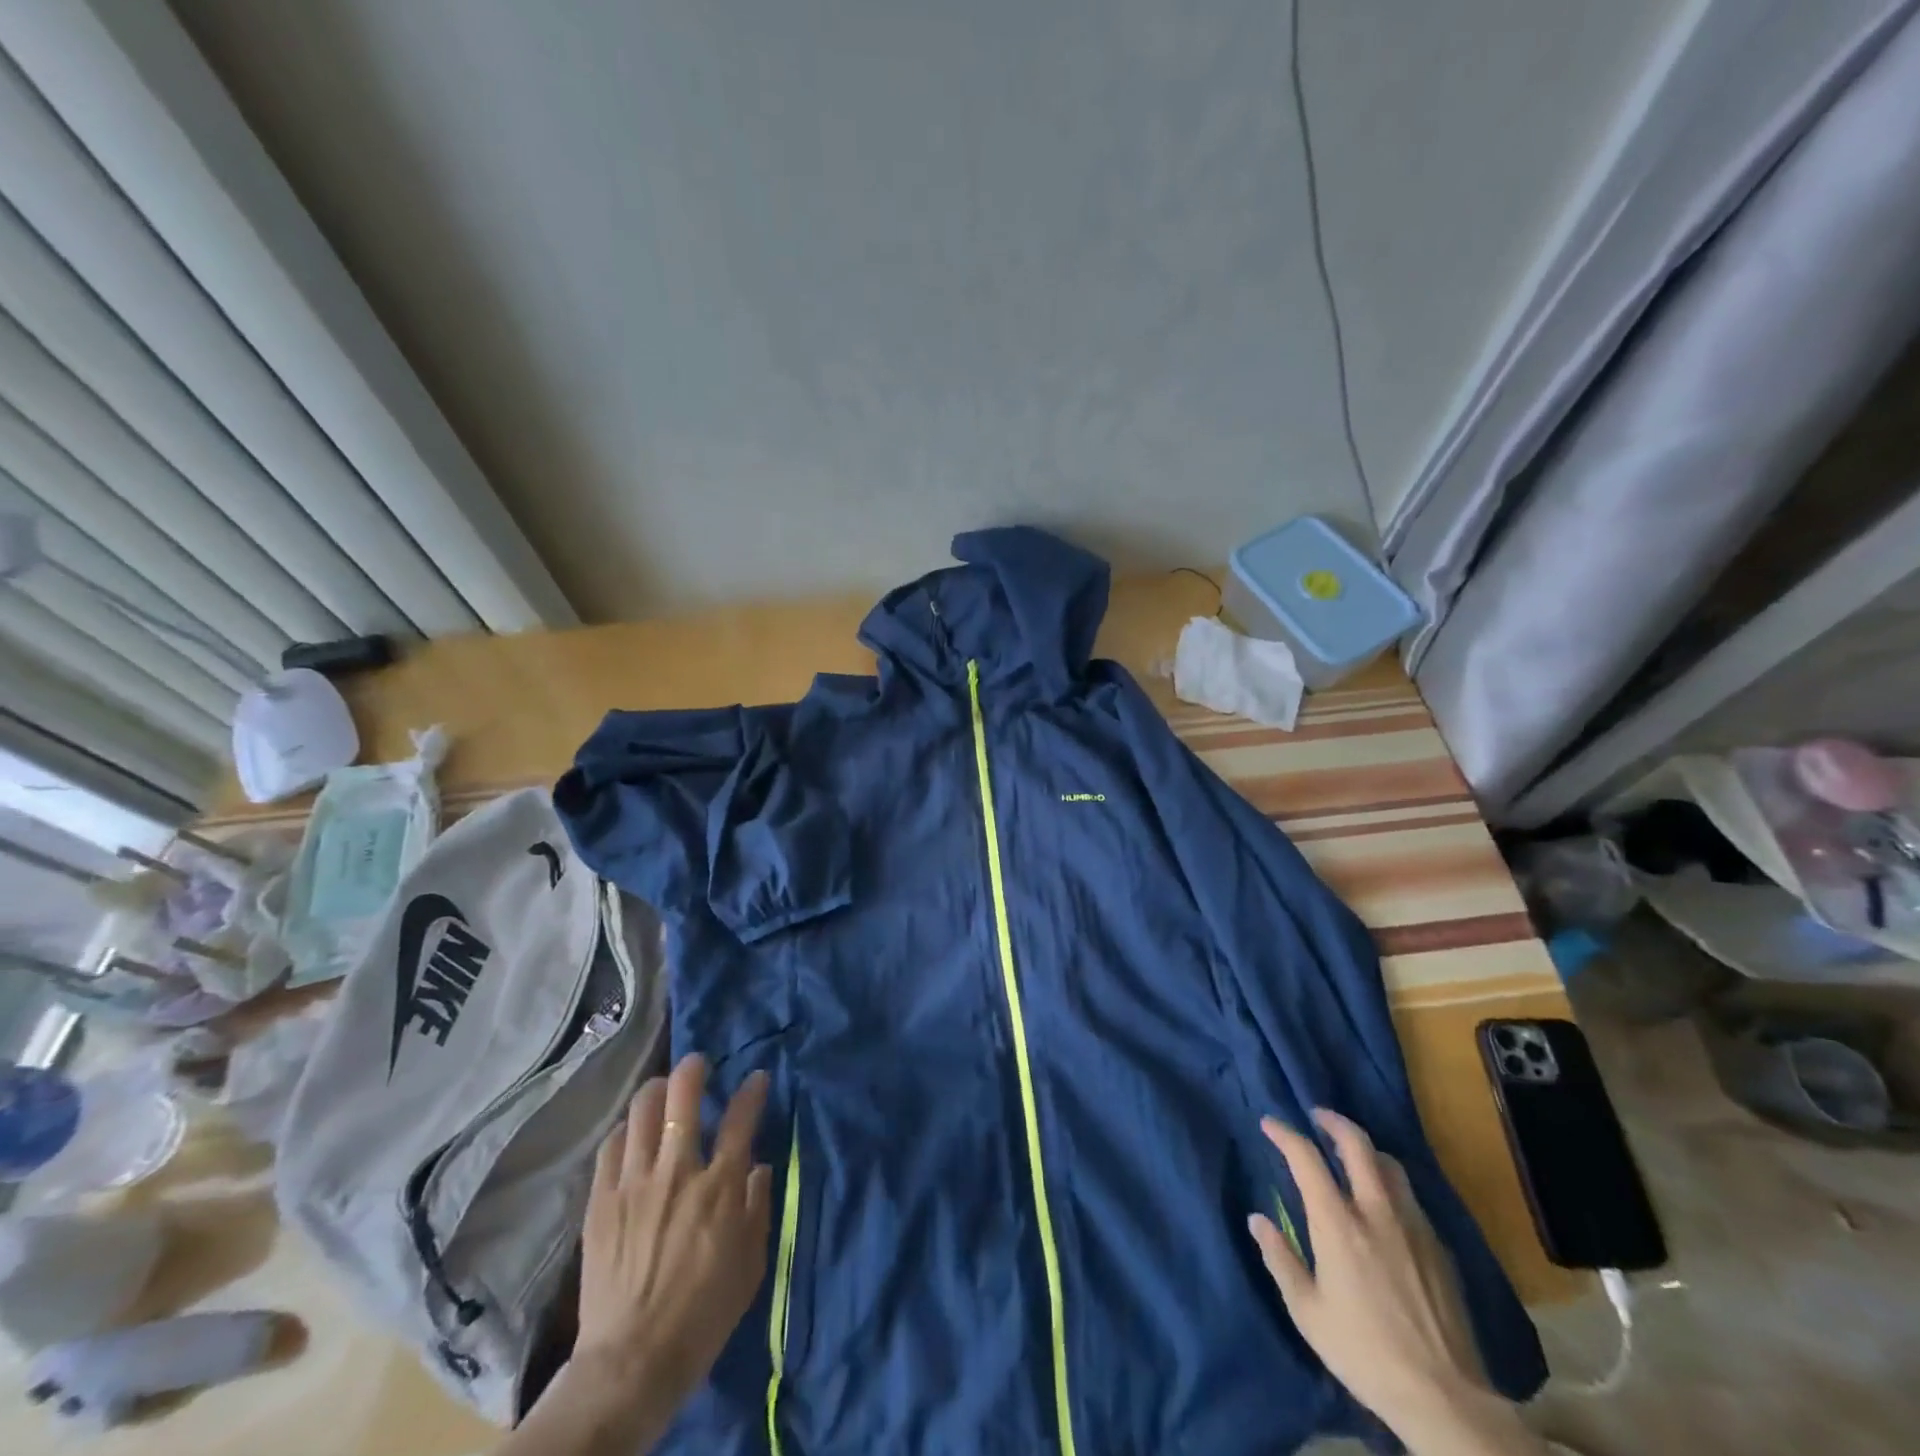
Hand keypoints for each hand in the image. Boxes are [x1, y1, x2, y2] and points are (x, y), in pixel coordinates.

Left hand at [576, 1055, 772, 1400]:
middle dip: (694, 1069)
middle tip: (698, 1064)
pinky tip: (632, 1133)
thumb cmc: (704, 1314)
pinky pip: (612, 1146)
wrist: (632, 1362)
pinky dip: (626, 1130)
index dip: (752, 1090)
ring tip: (662, 1089)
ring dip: (656, 1091)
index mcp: (719, 1186)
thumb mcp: (751, 1263)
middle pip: (683, 1096)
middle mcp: (677, 1171)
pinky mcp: (601, 1201)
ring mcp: (634, 1183)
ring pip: (642, 1111)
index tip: (757, 1078)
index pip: (741, 1116)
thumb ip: (758, 1206)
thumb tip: (759, 1166)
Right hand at [1249, 1110, 1542, 1455]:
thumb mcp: (1307, 1312)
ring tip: (1350, 1154)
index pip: (1306, 1157)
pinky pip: (1410, 1197)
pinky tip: (1383, 1204)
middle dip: (1332, 1121)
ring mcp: (1413, 1226)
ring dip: (1365, 1149)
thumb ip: (1280, 1259)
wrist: (1445, 1398)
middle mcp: (1376, 1211)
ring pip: (1389, 1165)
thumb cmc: (1364, 1353)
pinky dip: (1389, 1184)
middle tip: (1316, 1117)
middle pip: (1356, 1143)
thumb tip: (1258, 1220)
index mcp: (1337, 1223)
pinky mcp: (1439, 1248)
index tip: (1269, 1124)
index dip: (1284, 1133)